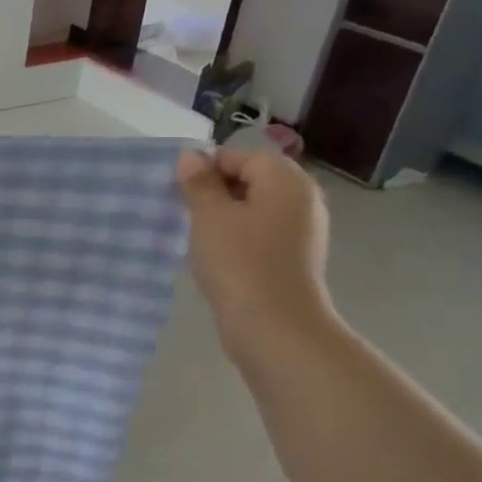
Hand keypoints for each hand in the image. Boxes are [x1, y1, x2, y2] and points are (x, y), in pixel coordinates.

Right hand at [175, 146, 336, 364]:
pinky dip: (237, 237)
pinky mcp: (294, 257)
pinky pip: (261, 233)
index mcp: (286, 181)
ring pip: (255, 208)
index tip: (179, 190)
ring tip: (196, 234)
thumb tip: (191, 156)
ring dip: (224, 216)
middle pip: (252, 179)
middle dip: (215, 191)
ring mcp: (302, 230)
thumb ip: (199, 183)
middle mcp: (302, 199)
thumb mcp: (209, 216)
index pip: (242, 156)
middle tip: (184, 212)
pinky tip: (216, 255)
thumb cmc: (239, 262)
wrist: (274, 325)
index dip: (208, 167)